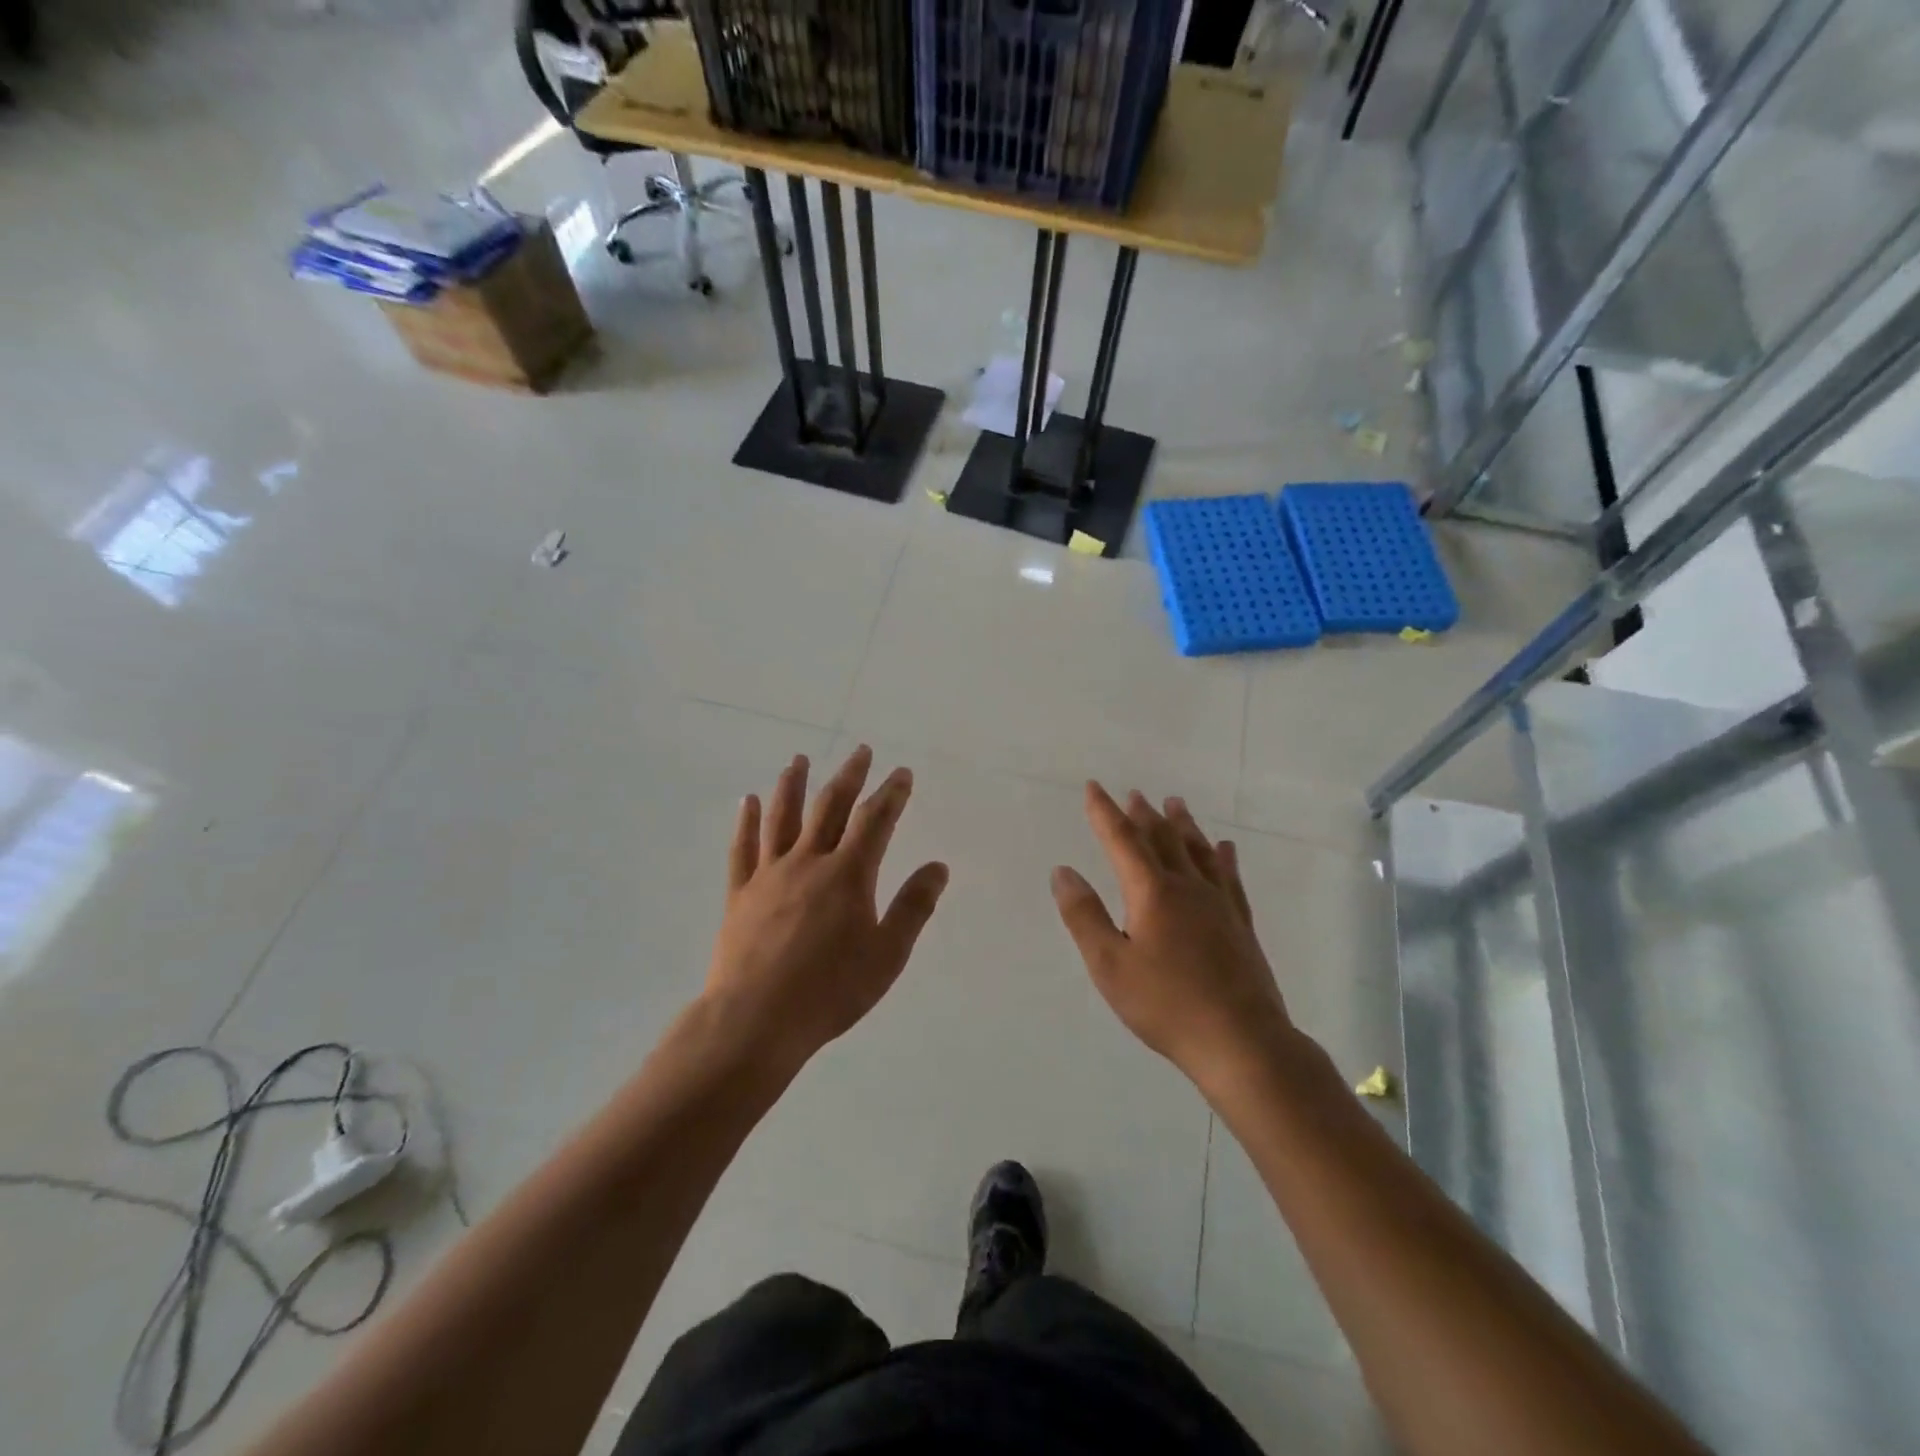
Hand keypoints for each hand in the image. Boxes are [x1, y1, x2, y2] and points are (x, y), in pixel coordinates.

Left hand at [704, 746, 948, 1074]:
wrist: (755, 1020)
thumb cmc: (830, 990)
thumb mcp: (887, 954)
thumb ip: (913, 907)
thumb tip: (938, 866)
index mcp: (848, 874)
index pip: (875, 821)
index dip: (891, 793)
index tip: (901, 772)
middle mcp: (808, 862)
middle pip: (830, 807)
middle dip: (849, 776)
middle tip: (860, 751)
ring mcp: (769, 875)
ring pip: (782, 818)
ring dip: (793, 785)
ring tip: (799, 760)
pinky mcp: (739, 894)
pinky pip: (742, 848)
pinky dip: (746, 821)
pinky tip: (747, 801)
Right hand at [1051, 784, 1292, 1095]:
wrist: (1241, 1041)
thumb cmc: (1166, 1005)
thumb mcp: (1109, 965)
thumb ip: (1084, 916)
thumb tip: (1063, 871)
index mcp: (1152, 892)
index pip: (1122, 840)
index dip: (1105, 812)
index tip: (1094, 787)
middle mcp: (1187, 887)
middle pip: (1163, 839)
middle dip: (1144, 814)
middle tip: (1134, 793)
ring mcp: (1219, 904)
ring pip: (1198, 851)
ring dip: (1183, 825)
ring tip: (1175, 803)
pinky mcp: (1240, 924)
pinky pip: (1229, 877)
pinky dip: (1222, 857)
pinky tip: (1225, 848)